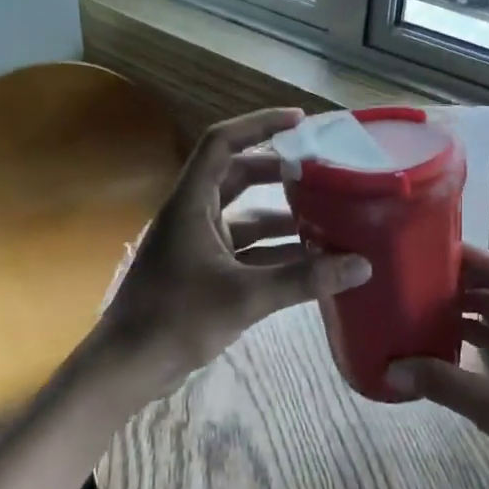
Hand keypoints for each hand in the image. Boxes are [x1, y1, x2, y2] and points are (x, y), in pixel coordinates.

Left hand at [96, 108, 370, 397]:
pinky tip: (309, 260)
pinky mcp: (202, 272)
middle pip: (238, 176)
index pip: (222, 142)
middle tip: (320, 170)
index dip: (259, 124)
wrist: (127, 368)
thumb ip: (304, 280)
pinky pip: (244, 250)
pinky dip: (273, 250)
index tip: (300, 120)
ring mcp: (196, 244)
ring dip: (281, 216)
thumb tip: (361, 265)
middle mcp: (193, 214)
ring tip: (326, 216)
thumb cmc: (176, 319)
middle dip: (278, 171)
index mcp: (191, 203)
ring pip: (244, 217)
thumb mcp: (245, 296)